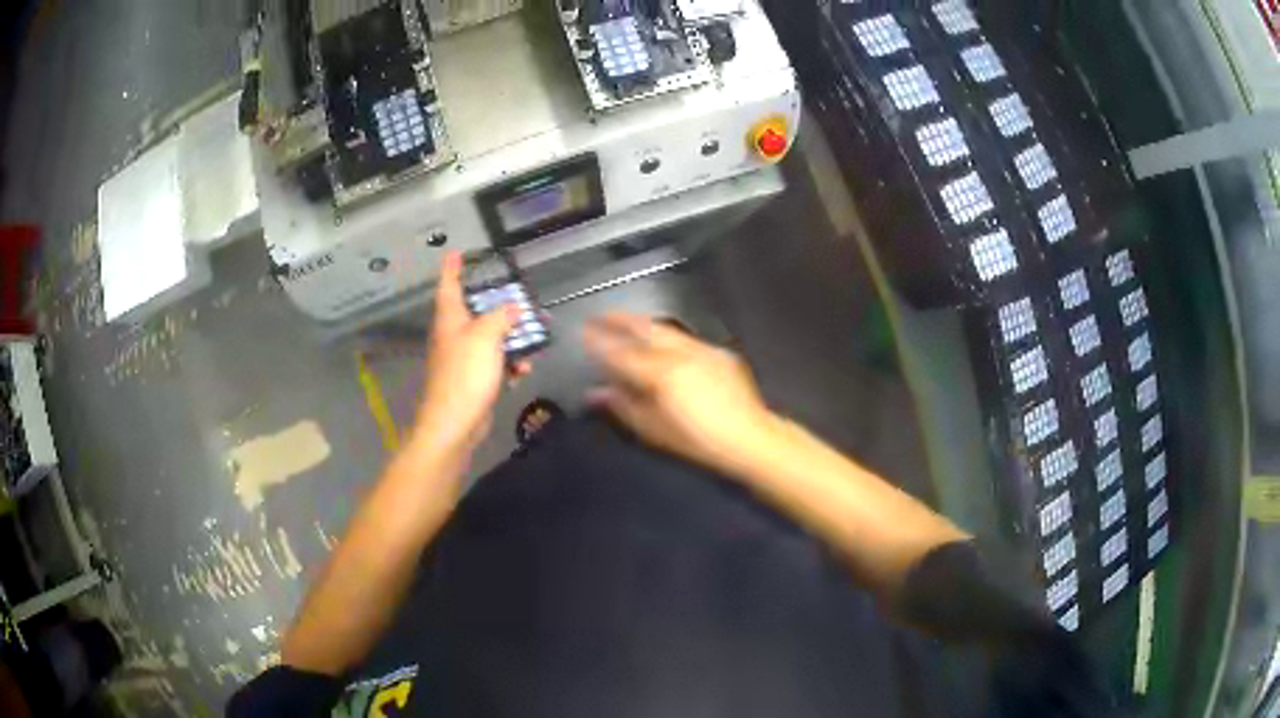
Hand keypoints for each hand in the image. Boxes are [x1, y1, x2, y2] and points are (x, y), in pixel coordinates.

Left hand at [414, 252, 528, 452]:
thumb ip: (501, 317)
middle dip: (501, 305)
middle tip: (522, 298)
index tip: (456, 252)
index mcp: (451, 319)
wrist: (455, 423)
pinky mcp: (474, 379)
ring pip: (492, 338)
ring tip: (536, 338)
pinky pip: (496, 362)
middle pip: (477, 311)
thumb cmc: (465, 374)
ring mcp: (464, 358)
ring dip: (513, 338)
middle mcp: (455, 334)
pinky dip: (509, 363)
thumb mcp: (485, 337)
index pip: (449, 285)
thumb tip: (513, 308)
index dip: (452, 267)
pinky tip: (522, 370)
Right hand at [584, 314, 777, 474]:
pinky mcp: (719, 353)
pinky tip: (663, 342)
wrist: (749, 438)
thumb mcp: (653, 430)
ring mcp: (702, 350)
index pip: (621, 352)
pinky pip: (686, 338)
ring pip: (666, 329)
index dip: (599, 341)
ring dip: (643, 324)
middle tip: (602, 315)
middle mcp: (680, 354)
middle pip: (644, 329)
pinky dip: (668, 336)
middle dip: (621, 319)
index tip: (584, 331)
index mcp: (660, 373)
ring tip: (627, 322)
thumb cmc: (698, 441)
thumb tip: (596, 393)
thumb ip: (622, 406)